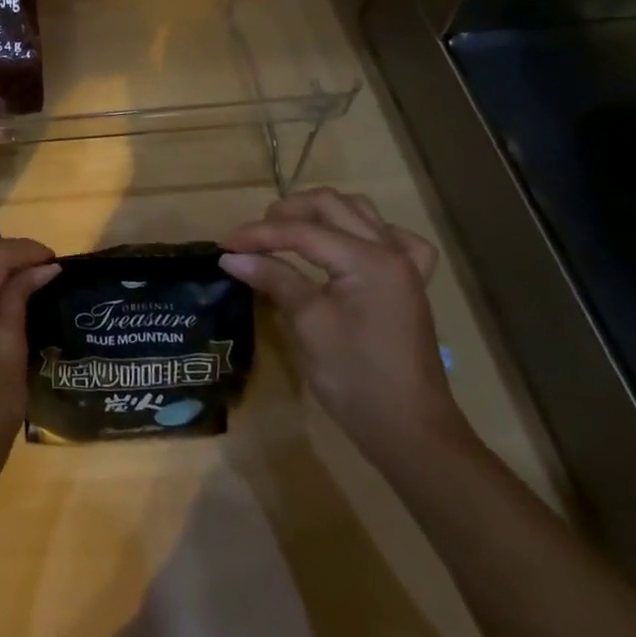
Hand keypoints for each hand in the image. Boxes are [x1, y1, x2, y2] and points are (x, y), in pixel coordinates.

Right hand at [220, 188, 466, 472]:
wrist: (410, 431)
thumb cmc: (355, 378)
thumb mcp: (308, 324)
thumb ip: (274, 278)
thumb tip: (231, 257)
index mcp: (369, 260)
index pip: (302, 231)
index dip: (259, 234)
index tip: (225, 245)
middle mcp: (390, 251)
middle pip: (331, 205)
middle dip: (287, 213)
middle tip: (255, 237)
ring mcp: (405, 265)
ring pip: (358, 211)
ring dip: (320, 214)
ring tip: (288, 232)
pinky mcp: (408, 283)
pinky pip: (391, 237)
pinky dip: (363, 231)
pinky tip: (347, 245)